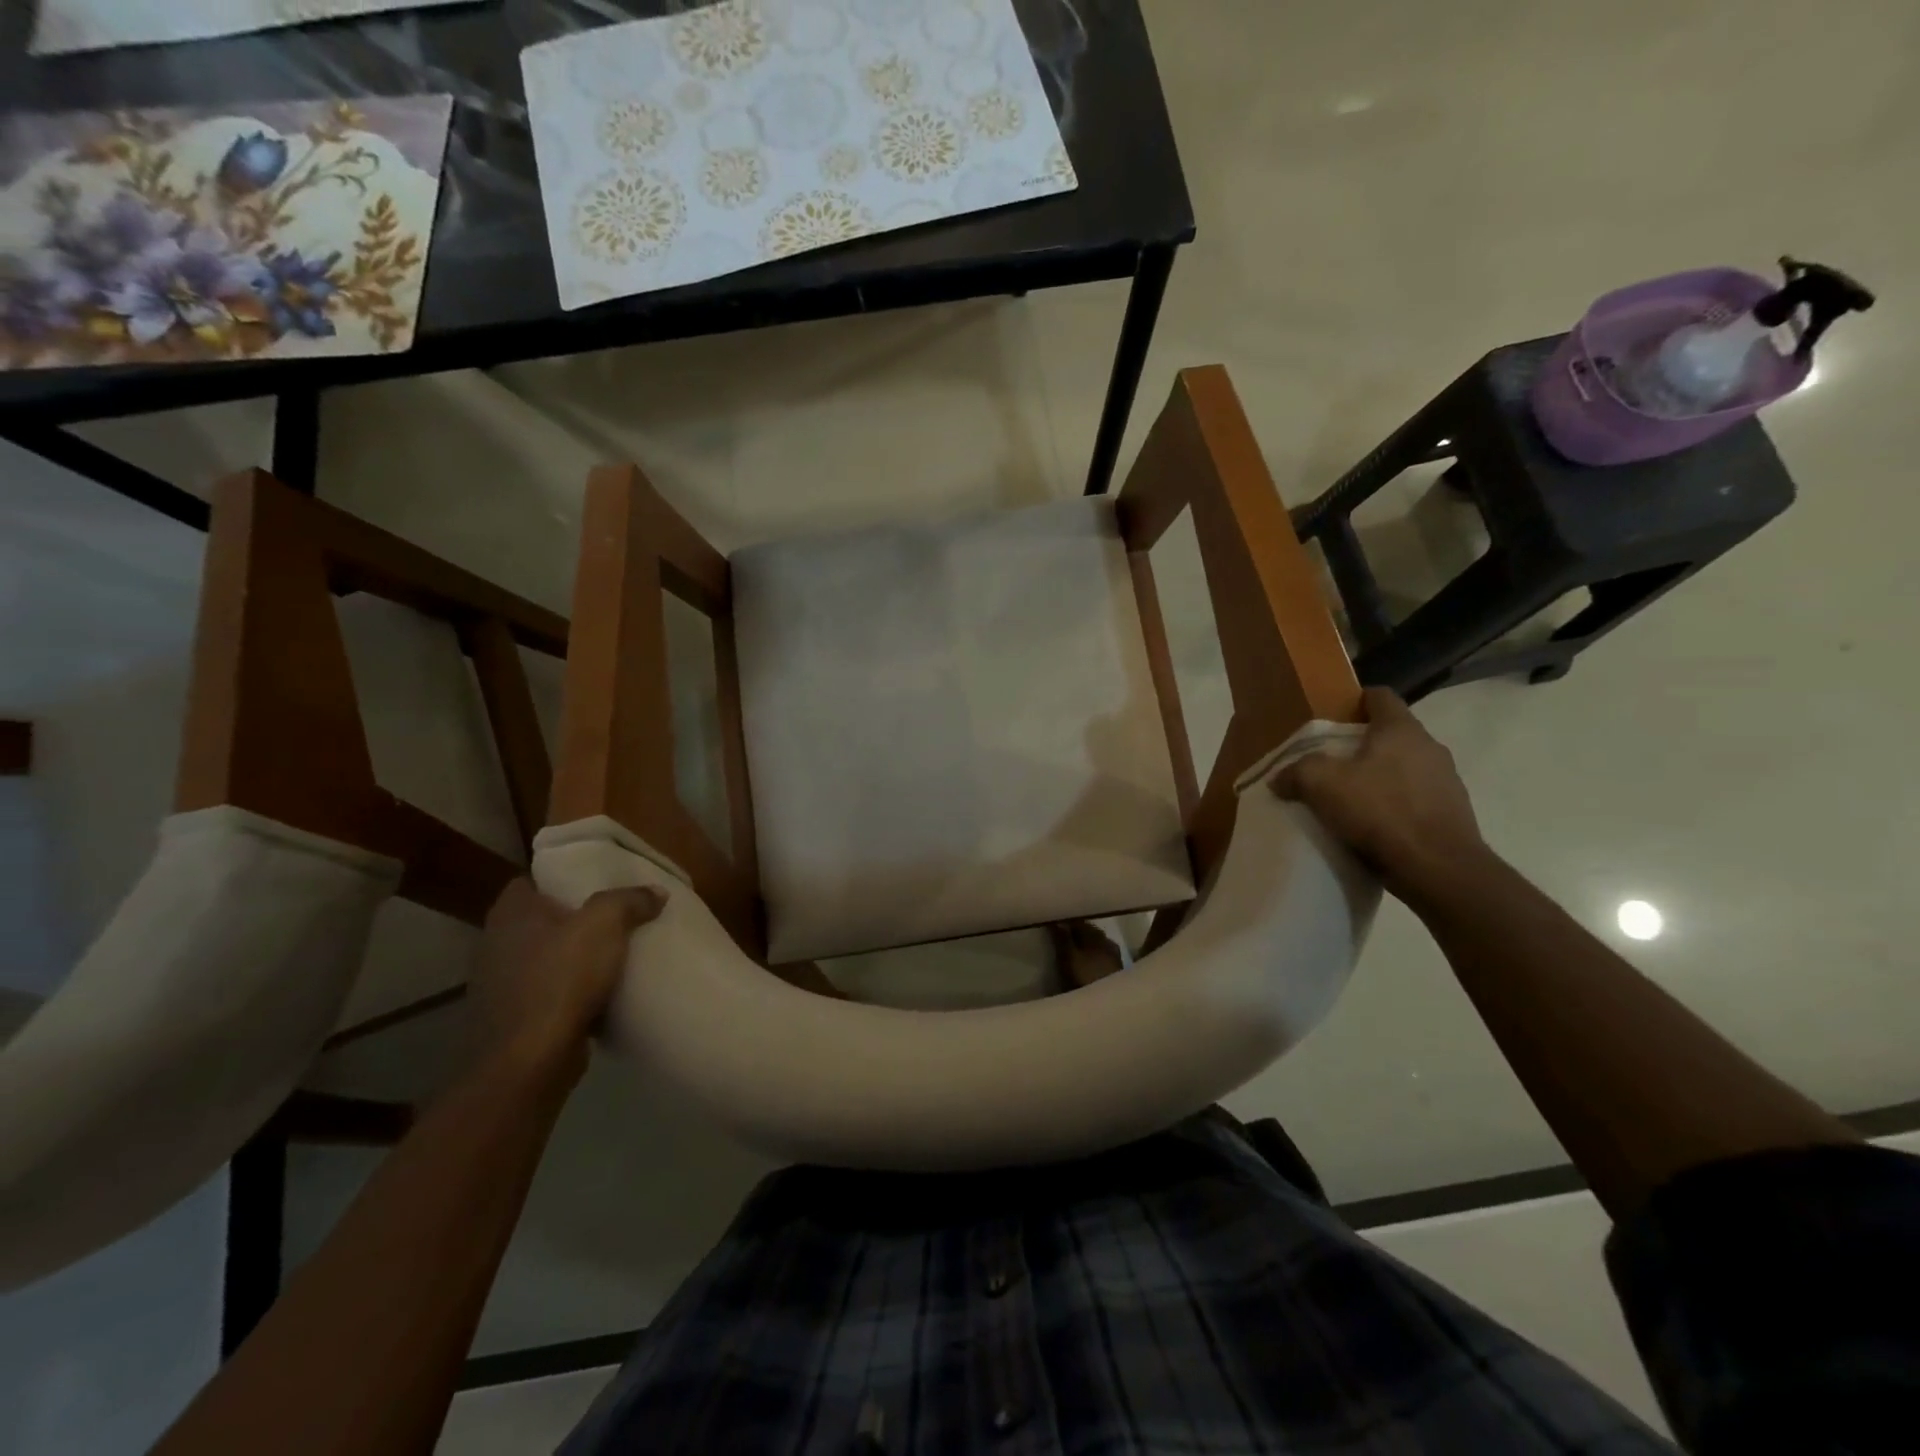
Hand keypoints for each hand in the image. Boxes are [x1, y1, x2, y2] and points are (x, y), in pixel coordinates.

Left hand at [470, 879, 665, 1074]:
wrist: (529, 1061)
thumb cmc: (561, 978)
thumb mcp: (605, 924)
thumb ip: (630, 900)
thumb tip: (655, 892)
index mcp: (511, 913)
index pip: (531, 880)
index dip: (562, 878)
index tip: (595, 882)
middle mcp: (496, 944)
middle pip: (541, 920)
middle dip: (573, 919)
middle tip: (614, 917)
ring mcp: (500, 985)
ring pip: (544, 958)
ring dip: (572, 958)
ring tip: (613, 955)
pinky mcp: (512, 1019)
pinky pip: (547, 993)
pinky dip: (569, 992)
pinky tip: (599, 994)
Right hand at [1272, 688, 1486, 898]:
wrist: (1438, 868)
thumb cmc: (1380, 811)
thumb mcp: (1321, 784)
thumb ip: (1296, 772)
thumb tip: (1280, 777)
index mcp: (1401, 730)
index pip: (1380, 696)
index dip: (1356, 701)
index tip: (1334, 717)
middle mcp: (1430, 747)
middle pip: (1392, 733)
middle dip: (1363, 744)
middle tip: (1332, 762)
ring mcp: (1447, 780)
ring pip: (1406, 766)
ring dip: (1381, 776)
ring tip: (1352, 797)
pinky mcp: (1452, 813)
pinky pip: (1416, 797)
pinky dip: (1396, 804)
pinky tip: (1374, 825)